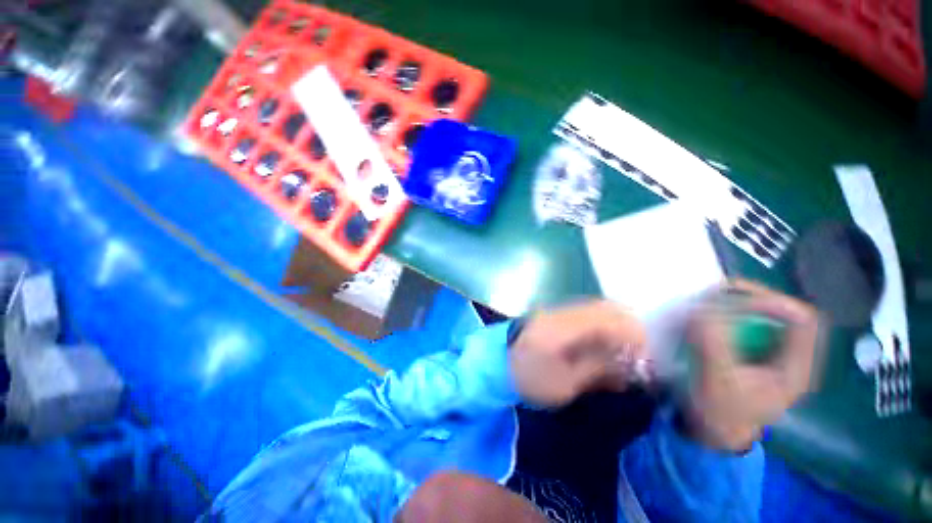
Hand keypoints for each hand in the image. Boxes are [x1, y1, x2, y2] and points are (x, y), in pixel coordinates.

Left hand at [509, 300, 647, 407]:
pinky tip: (607, 343)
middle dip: (631, 328)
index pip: (608, 320)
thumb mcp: (564, 384)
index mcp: (562, 328)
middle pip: (607, 308)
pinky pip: (588, 312)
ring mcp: (557, 309)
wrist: (497, 362)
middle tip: (642, 354)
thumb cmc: (528, 378)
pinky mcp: (555, 313)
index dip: (634, 336)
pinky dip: (604, 324)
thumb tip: (629, 365)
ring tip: (628, 350)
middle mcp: (562, 311)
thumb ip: (597, 370)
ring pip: (599, 308)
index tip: (649, 359)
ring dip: (619, 325)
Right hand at [684, 280, 821, 450]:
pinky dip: (725, 313)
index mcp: (794, 368)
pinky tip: (705, 315)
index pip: (802, 320)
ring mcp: (769, 353)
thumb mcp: (715, 380)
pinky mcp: (750, 352)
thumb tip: (699, 308)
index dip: (773, 302)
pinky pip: (743, 323)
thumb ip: (712, 344)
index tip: (735, 298)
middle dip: (748, 298)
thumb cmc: (719, 411)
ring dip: (734, 303)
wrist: (713, 431)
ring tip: (706, 301)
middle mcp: (788, 356)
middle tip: (714, 293)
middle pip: (781, 312)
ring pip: (761, 315)